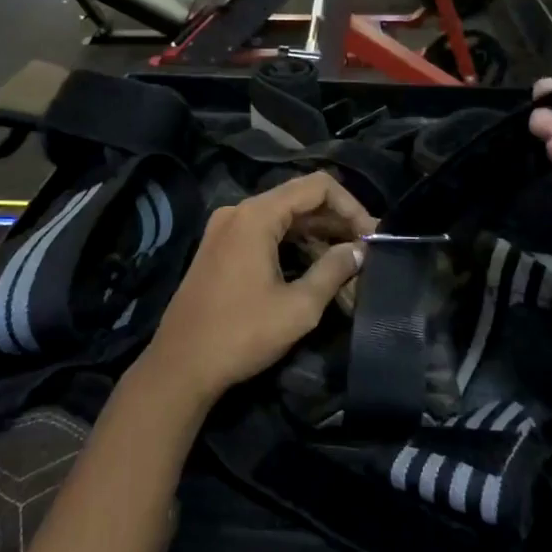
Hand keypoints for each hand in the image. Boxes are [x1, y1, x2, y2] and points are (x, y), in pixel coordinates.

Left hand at [143, 172, 376, 403]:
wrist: (180, 365)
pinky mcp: (219, 248)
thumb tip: (360, 250)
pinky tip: (315, 268)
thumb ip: (333, 270)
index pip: (317, 186)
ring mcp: (225, 229)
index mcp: (256, 215)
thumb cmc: (242, 334)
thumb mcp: (299, 307)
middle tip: (366, 251)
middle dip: (336, 222)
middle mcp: (238, 212)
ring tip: (347, 264)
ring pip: (282, 218)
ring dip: (316, 236)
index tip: (372, 236)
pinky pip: (264, 233)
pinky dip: (292, 245)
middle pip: (299, 199)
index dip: (351, 206)